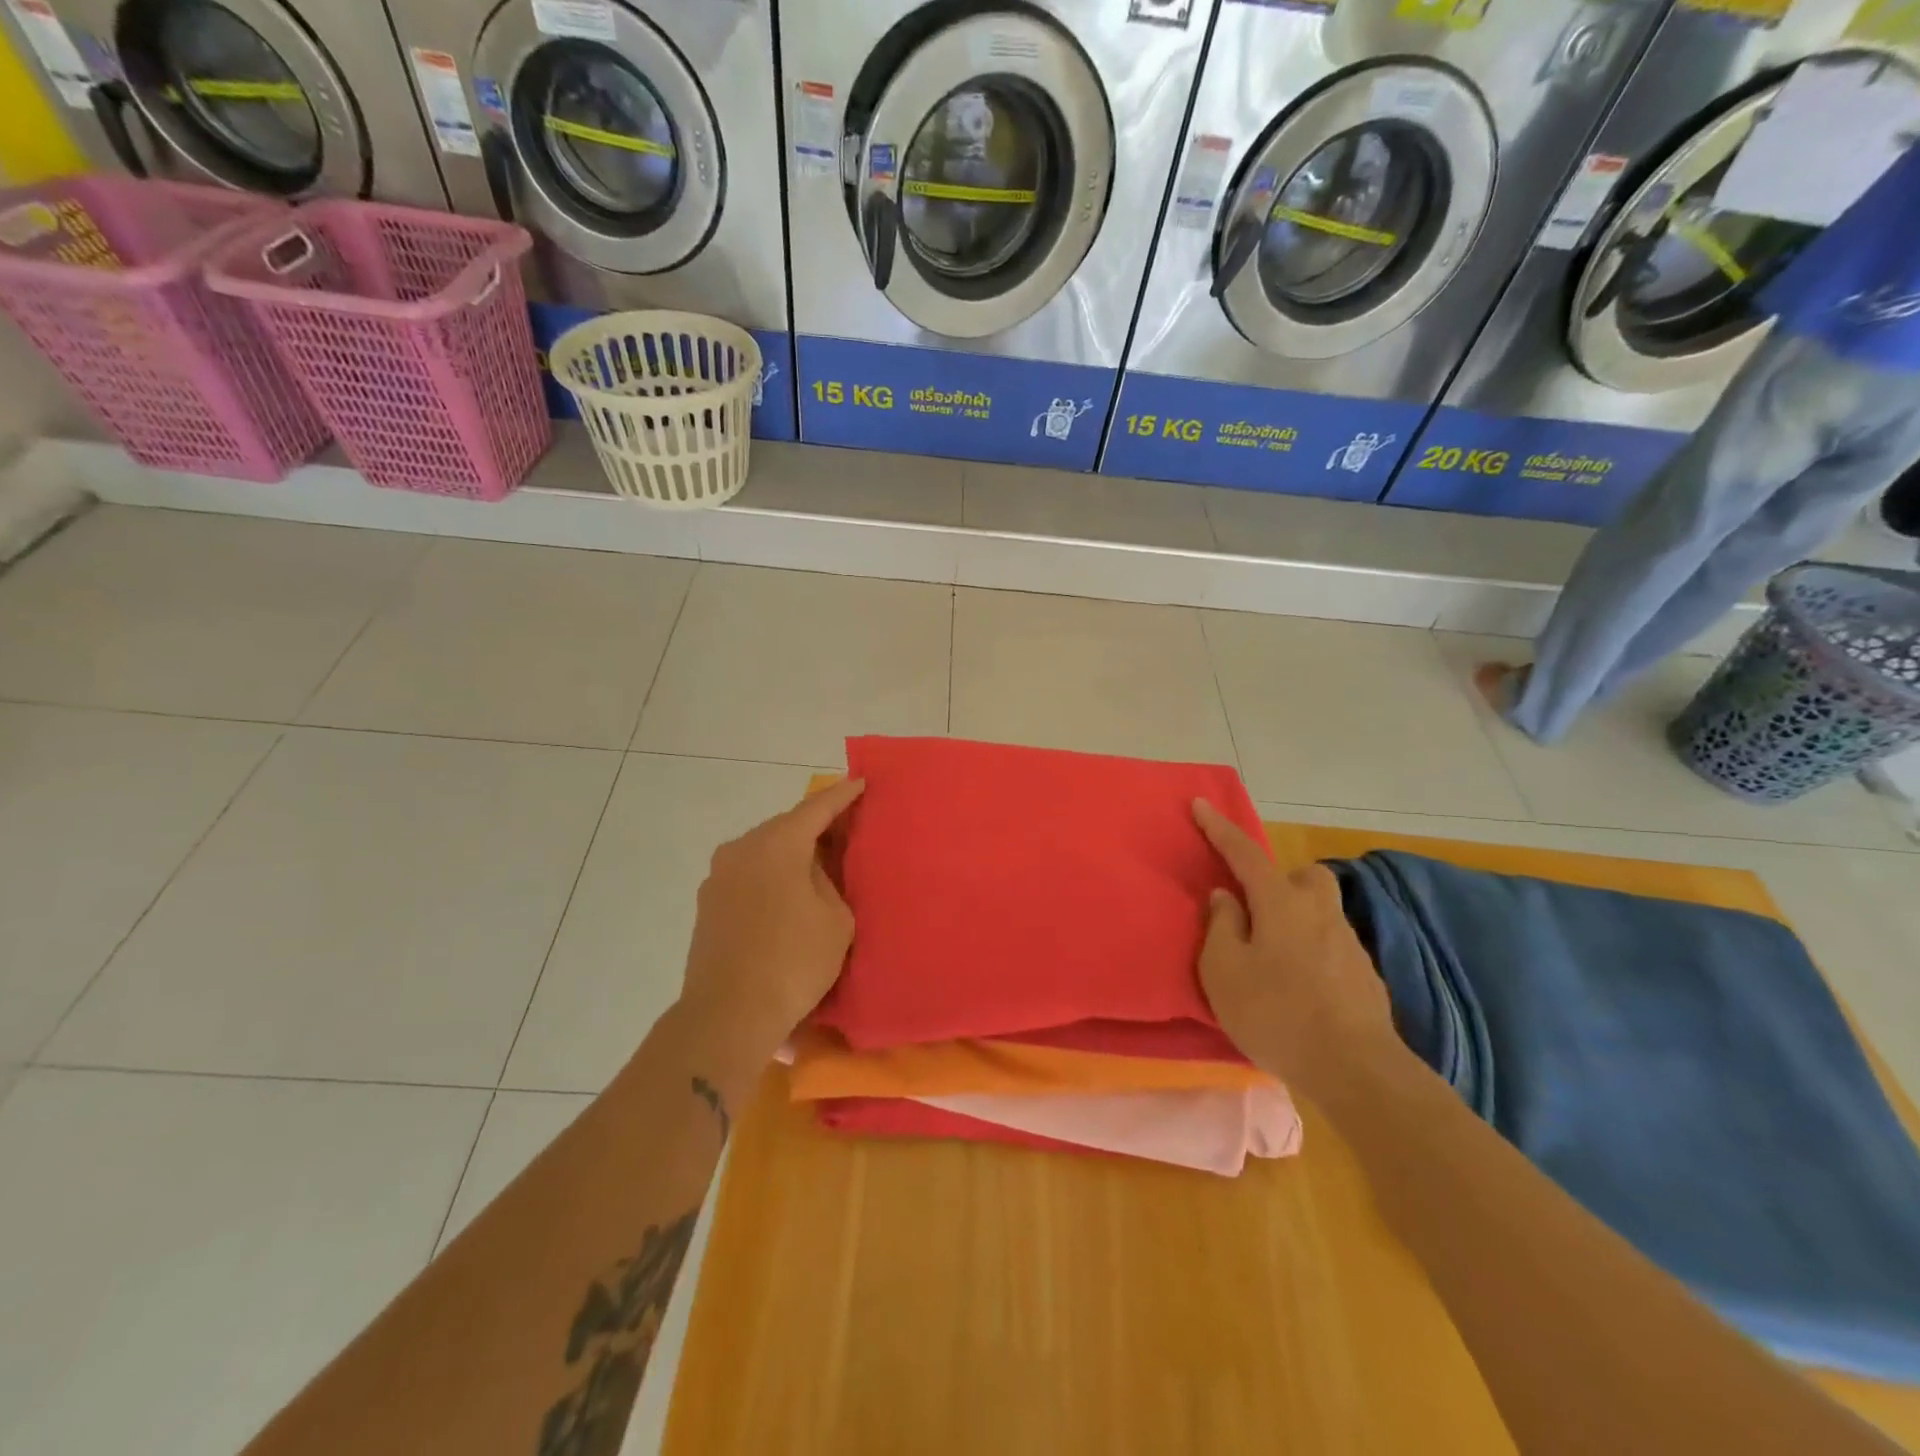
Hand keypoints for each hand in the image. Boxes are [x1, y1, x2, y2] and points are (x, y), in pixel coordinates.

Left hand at [678, 778, 865, 1064]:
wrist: (728, 1016)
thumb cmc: (793, 961)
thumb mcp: (835, 918)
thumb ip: (829, 881)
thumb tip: (813, 871)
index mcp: (776, 844)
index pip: (816, 808)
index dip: (843, 795)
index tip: (861, 782)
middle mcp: (741, 849)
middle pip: (786, 826)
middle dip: (815, 825)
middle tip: (845, 827)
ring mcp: (718, 877)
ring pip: (764, 851)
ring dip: (791, 852)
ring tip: (820, 861)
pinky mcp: (708, 905)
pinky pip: (749, 875)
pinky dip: (772, 874)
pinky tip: (789, 891)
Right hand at [1192, 799, 1407, 1106]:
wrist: (1356, 1070)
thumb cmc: (1276, 1013)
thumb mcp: (1224, 971)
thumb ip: (1221, 926)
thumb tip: (1226, 897)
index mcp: (1281, 903)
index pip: (1245, 853)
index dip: (1219, 828)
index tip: (1200, 804)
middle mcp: (1319, 912)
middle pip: (1303, 876)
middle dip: (1279, 880)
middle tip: (1256, 909)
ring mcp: (1348, 942)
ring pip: (1319, 910)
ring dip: (1294, 918)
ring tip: (1272, 957)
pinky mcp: (1364, 974)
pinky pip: (1329, 943)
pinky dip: (1310, 950)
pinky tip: (1298, 986)